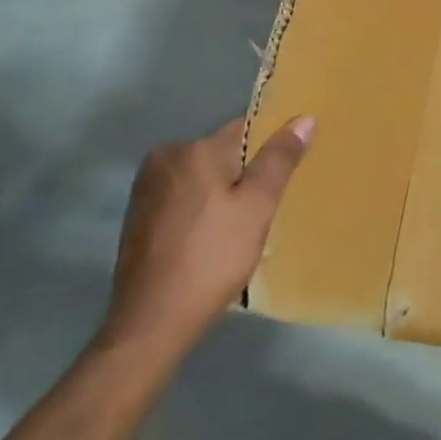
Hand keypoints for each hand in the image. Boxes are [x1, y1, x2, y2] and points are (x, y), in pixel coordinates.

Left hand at [97, 113, 313, 363]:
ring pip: (201, 176)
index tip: (286, 169)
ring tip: (242, 224)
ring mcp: (146, 188)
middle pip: (221, 152)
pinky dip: (201, 208)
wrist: (152, 321)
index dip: (269, 145)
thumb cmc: (212, 257)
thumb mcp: (258, 206)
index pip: (245, 127)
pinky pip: (182, 197)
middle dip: (245, 171)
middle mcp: (165, 157)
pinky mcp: (137, 216)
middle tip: (267, 204)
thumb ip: (279, 159)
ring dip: (221, 191)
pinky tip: (213, 237)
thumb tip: (303, 118)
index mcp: (194, 149)